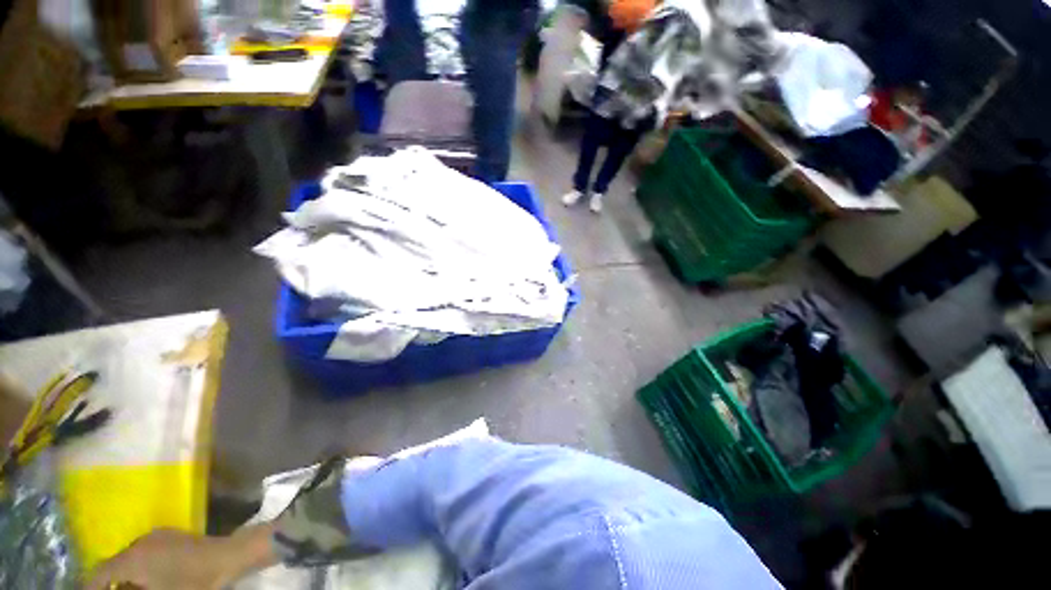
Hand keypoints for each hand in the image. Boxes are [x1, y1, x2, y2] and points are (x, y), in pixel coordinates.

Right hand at [85, 530, 230, 589]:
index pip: (99, 574)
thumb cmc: (195, 582)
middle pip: (113, 566)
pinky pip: (144, 554)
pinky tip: (146, 582)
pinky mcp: (170, 536)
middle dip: (109, 585)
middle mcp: (140, 542)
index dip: (90, 588)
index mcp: (133, 558)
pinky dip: (139, 569)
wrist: (229, 556)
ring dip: (125, 577)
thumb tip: (120, 588)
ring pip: (128, 559)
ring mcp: (156, 536)